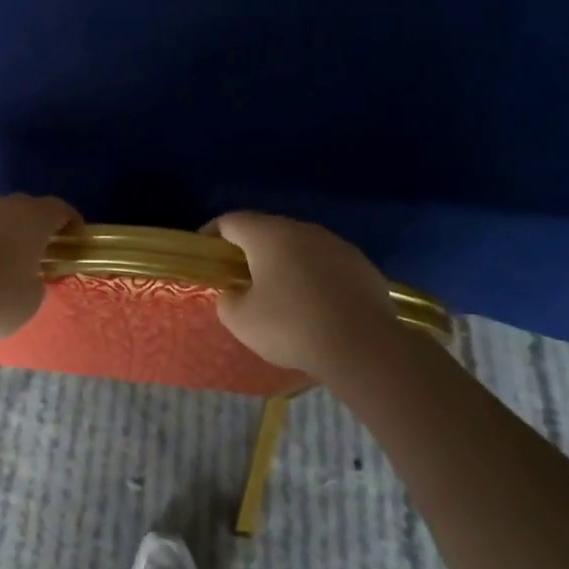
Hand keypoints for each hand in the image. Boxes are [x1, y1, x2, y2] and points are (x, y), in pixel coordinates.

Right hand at [206, 211, 396, 377]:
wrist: (363, 347)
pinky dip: (313, 277)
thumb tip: (234, 294)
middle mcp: (303, 230)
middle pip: (266, 230)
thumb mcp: (241, 321)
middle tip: (238, 278)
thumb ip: (227, 300)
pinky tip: (314, 306)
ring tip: (278, 293)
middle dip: (249, 250)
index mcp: (269, 235)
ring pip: (299, 246)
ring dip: (284, 263)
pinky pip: (326, 264)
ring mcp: (336, 245)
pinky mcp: (361, 265)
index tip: (205, 255)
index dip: (211, 236)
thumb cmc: (292, 327)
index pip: (230, 221)